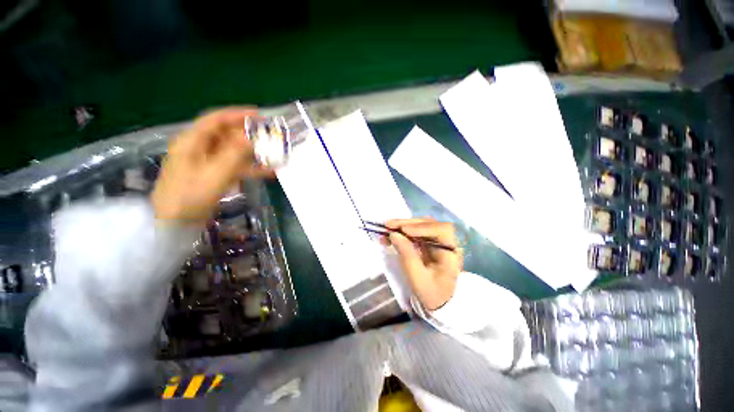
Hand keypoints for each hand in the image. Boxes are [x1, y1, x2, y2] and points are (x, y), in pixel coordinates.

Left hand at [151, 107, 273, 223]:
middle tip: (271, 137)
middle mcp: (199, 149)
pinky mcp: (214, 176)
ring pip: (234, 153)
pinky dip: (251, 169)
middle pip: (227, 136)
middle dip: (250, 136)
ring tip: (275, 155)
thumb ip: (234, 154)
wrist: (175, 224)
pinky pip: (235, 168)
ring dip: (254, 154)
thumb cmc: (190, 196)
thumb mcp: (214, 173)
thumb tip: (252, 137)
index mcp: (193, 142)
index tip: (259, 115)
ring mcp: (208, 164)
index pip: (215, 120)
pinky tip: (269, 172)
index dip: (237, 114)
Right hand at [386, 218, 462, 310]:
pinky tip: (391, 233)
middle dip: (408, 223)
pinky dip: (403, 231)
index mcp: (451, 253)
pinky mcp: (428, 242)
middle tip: (389, 224)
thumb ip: (406, 254)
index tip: (404, 230)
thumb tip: (394, 234)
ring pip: (421, 225)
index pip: (442, 230)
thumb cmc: (431, 293)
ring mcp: (437, 241)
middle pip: (429, 224)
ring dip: (404, 225)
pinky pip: (415, 232)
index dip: (423, 227)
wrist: (438, 301)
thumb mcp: (417, 278)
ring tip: (387, 227)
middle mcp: (446, 242)